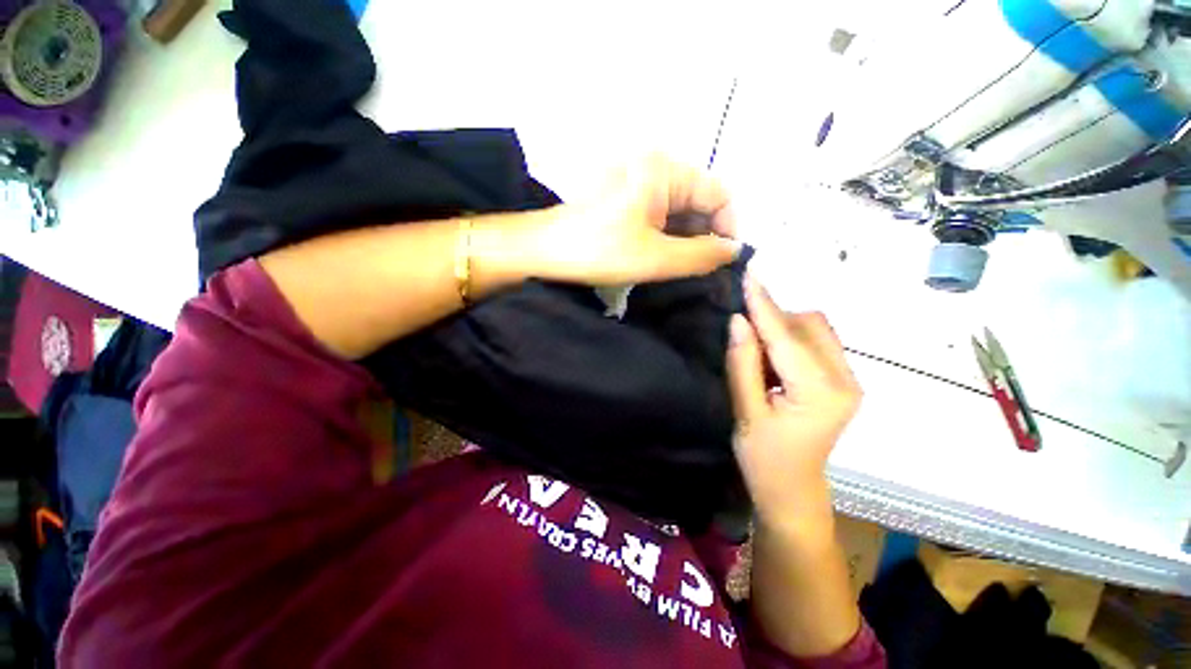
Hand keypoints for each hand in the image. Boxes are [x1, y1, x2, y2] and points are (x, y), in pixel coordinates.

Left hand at [524, 155, 740, 284]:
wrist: (543, 251)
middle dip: (706, 236)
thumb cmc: (599, 251)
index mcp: (664, 170)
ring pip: (678, 211)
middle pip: (698, 201)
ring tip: (683, 269)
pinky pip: (658, 215)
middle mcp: (654, 168)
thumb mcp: (656, 258)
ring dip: (686, 240)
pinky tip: (664, 258)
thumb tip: (735, 251)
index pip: (718, 194)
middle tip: (704, 272)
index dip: (728, 228)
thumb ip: (702, 255)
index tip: (725, 263)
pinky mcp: (624, 199)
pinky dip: (667, 237)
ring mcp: (636, 183)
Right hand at [727, 277, 861, 522]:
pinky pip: (816, 342)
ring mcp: (850, 380)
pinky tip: (772, 357)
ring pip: (815, 329)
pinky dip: (790, 338)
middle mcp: (846, 380)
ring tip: (755, 348)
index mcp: (820, 393)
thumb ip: (743, 363)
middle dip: (774, 317)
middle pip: (810, 324)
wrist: (792, 490)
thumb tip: (738, 320)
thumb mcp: (746, 412)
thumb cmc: (763, 459)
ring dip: (782, 327)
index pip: (787, 336)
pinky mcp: (843, 381)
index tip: (748, 275)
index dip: (764, 305)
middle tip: (742, 329)